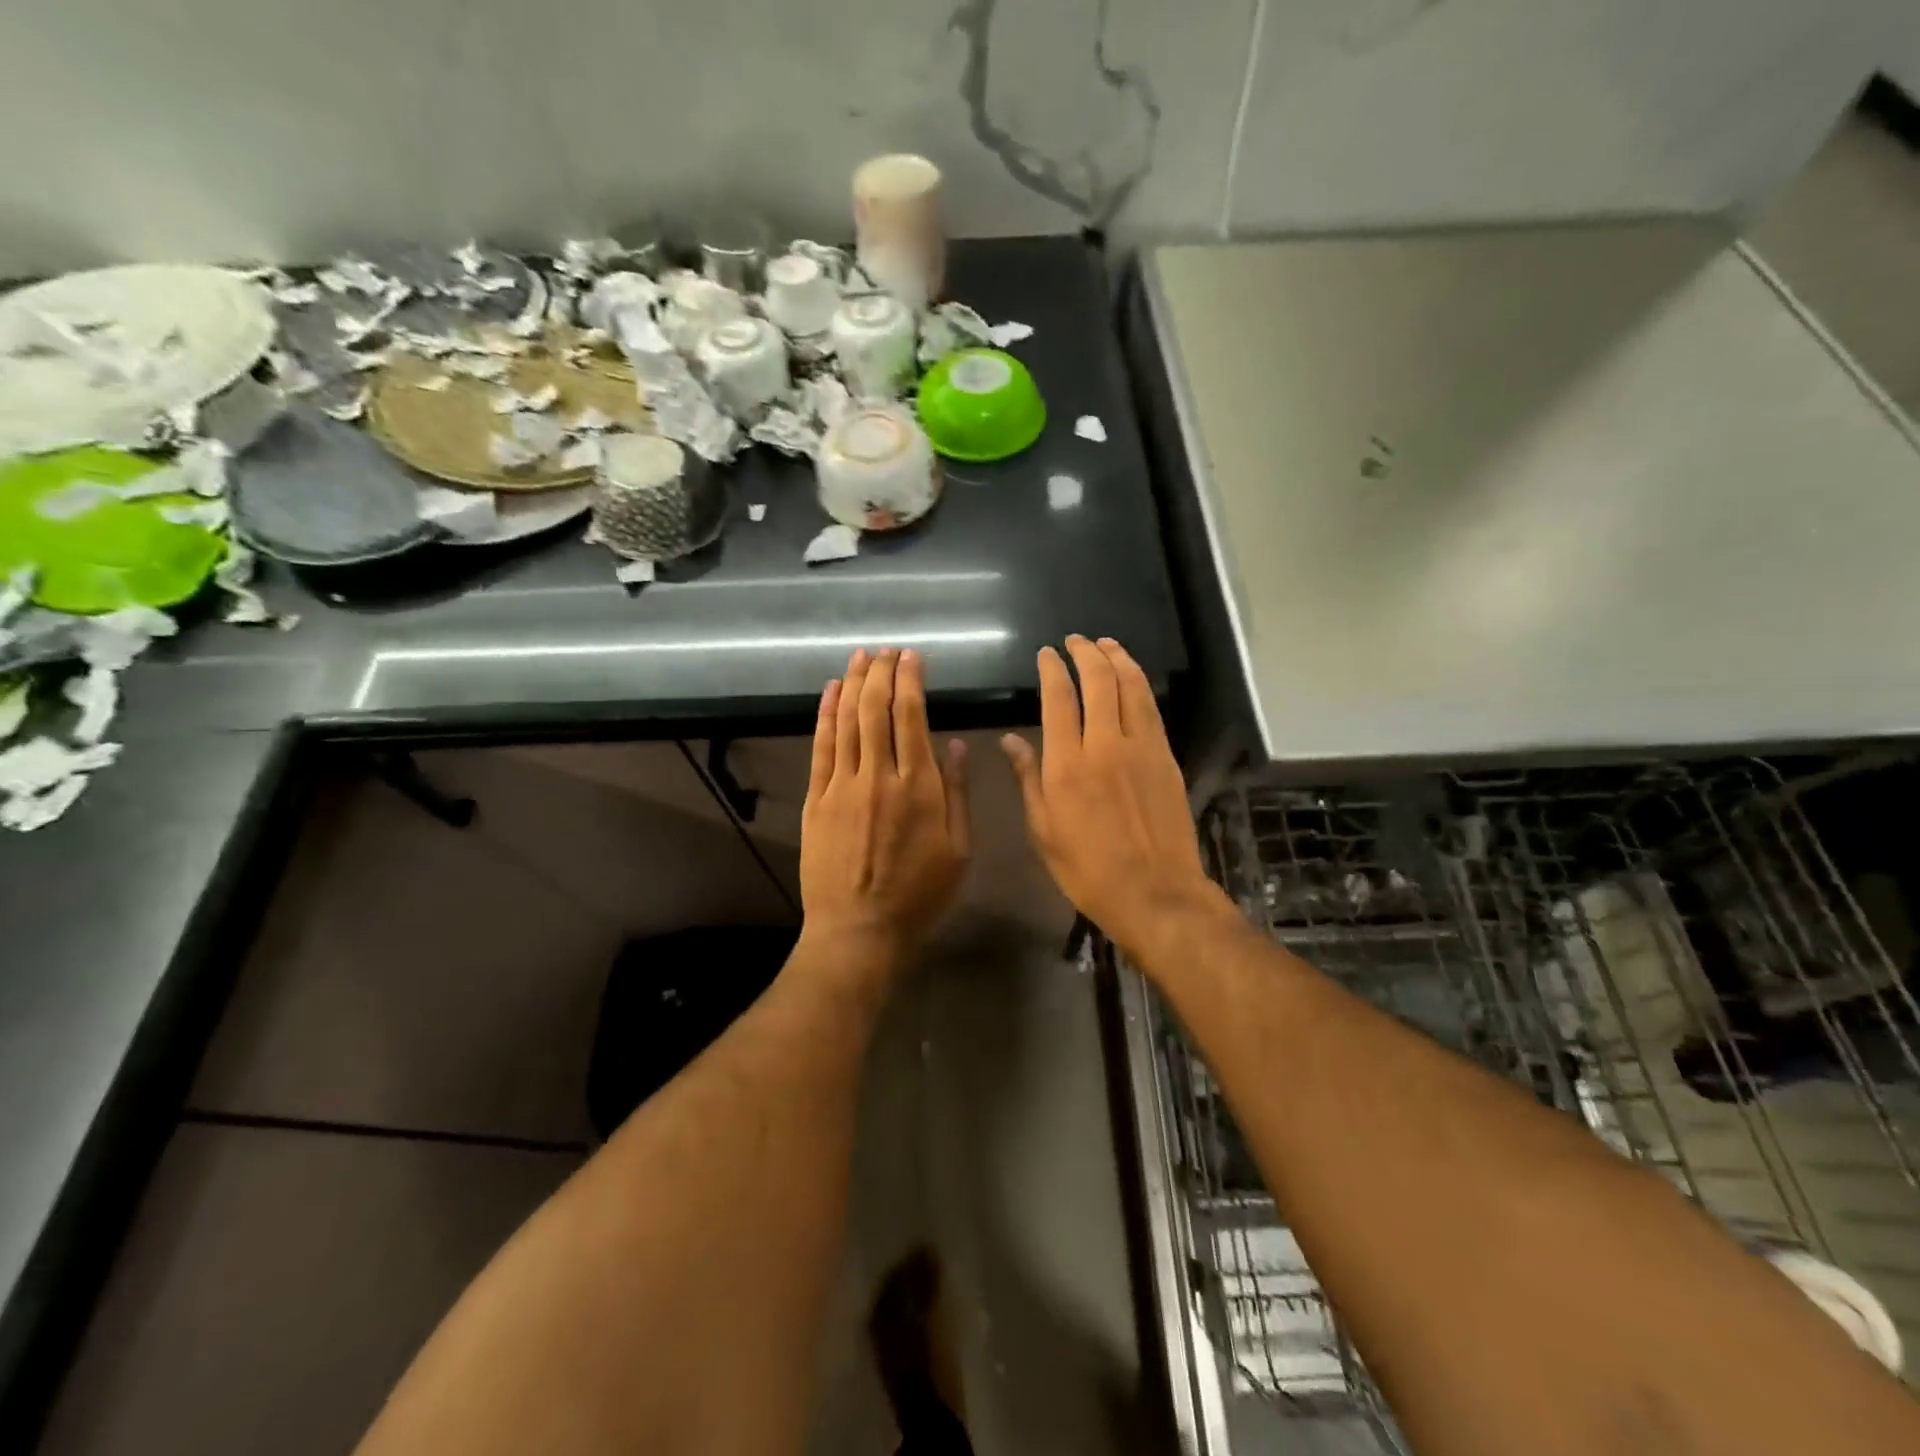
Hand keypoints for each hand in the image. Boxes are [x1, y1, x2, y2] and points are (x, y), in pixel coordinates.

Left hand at [799, 648, 970, 975]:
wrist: (859, 929)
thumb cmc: (919, 894)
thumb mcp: (959, 850)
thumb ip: (957, 793)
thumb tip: (955, 744)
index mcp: (919, 787)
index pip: (912, 717)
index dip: (910, 681)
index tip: (911, 657)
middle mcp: (879, 776)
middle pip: (876, 710)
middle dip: (881, 673)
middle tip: (886, 650)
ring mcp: (842, 786)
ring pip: (847, 721)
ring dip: (853, 684)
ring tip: (861, 658)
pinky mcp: (816, 800)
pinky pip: (820, 747)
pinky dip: (825, 715)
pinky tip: (829, 692)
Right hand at [1002, 636, 1230, 963]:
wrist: (1154, 893)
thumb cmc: (1088, 869)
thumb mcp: (1043, 830)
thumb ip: (1028, 778)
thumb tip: (1010, 740)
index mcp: (1067, 765)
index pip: (1058, 699)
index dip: (1052, 670)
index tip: (1046, 654)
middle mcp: (1105, 745)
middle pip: (1099, 681)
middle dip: (1086, 653)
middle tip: (1075, 640)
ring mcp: (1142, 748)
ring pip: (1132, 687)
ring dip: (1118, 659)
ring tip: (1106, 644)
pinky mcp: (1166, 758)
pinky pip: (1151, 709)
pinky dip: (1140, 684)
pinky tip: (1133, 678)